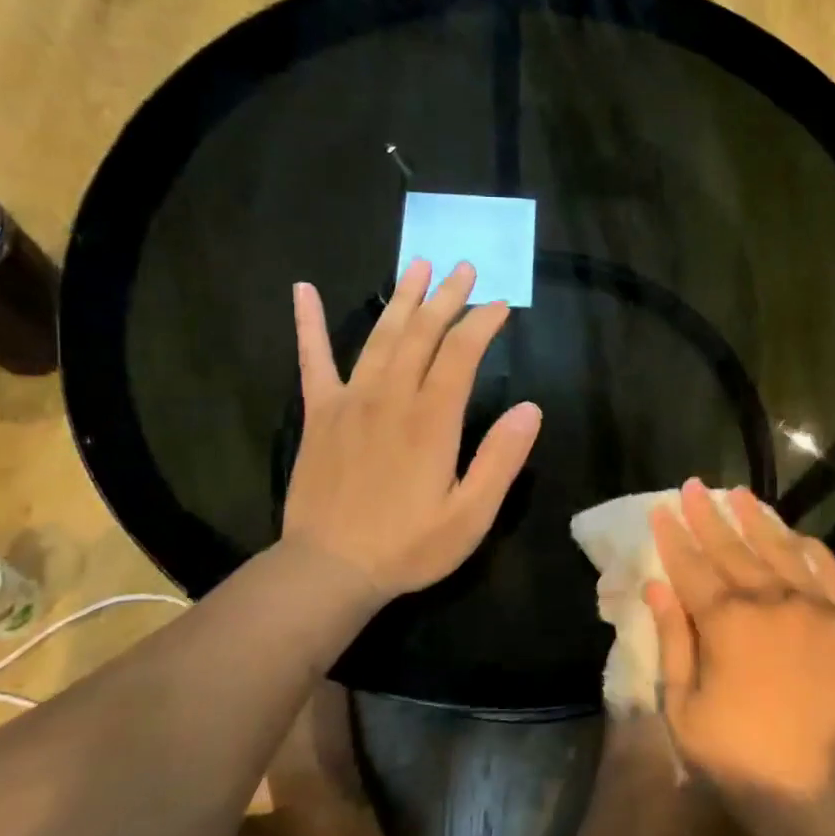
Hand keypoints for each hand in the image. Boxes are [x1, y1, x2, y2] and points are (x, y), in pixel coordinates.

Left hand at [282, 260, 541, 603]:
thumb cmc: (409, 545)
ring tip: (417, 266)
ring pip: (380, 337)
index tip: (501, 304)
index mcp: (432, 419)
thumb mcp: (471, 514)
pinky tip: (303, 291)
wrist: (330, 569)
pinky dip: (308, 324)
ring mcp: (350, 401)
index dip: (483, 323)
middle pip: (422, 333)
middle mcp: (391, 397)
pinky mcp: (320, 414)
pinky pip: (312, 360)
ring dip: (402, 299)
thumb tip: (531, 408)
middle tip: (463, 267)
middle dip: (446, 297)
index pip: (462, 353)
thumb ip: (501, 459)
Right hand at [647, 480, 834, 807]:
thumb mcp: (684, 708)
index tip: (660, 509)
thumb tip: (658, 587)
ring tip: (738, 493)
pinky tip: (797, 535)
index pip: (691, 567)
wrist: (819, 791)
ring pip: (777, 548)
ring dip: (755, 519)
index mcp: (725, 621)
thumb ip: (673, 641)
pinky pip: (826, 571)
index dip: (672, 537)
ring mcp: (809, 606)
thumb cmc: (739, 756)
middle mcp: (767, 600)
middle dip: (707, 516)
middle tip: (692, 486)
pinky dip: (810, 549)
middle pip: (730, 548)